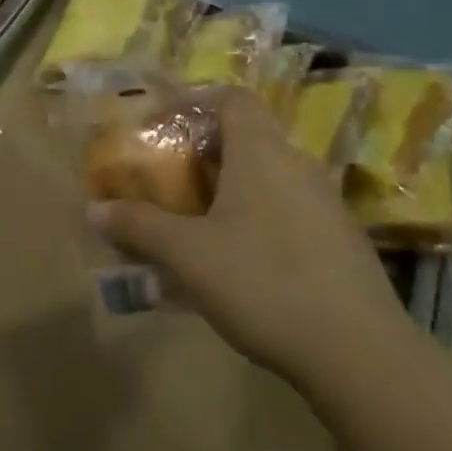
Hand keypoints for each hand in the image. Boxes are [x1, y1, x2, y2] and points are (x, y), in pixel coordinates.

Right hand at [88, 88, 409, 385]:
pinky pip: (289, 209)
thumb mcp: (187, 255)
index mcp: (262, 152)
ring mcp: (326, 203)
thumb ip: (139, 227)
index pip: (231, 98)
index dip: (194, 100)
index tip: (162, 122)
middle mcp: (298, 165)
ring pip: (269, 176)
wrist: (359, 352)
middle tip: (170, 177)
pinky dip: (257, 217)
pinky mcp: (341, 240)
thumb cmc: (263, 282)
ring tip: (196, 220)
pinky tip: (239, 260)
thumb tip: (93, 210)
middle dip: (204, 151)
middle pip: (248, 137)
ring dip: (231, 188)